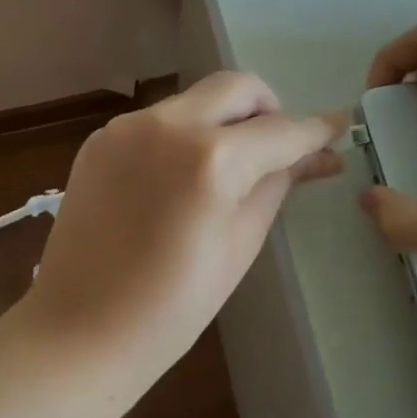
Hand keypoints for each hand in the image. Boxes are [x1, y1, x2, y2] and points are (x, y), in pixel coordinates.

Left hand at [18, 72, 344, 412]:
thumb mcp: (240, 244)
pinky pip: (158, 120)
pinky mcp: (101, 138)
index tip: (338, 126)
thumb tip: (320, 155)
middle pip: (235, 86)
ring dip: (221, 120)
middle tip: (276, 147)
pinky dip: (182, 135)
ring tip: (225, 170)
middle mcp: (168, 124)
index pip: (280, 130)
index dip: (315, 130)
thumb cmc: (172, 307)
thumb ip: (278, 184)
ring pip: (194, 99)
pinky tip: (178, 179)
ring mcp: (128, 126)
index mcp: (211, 159)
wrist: (78, 331)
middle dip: (267, 108)